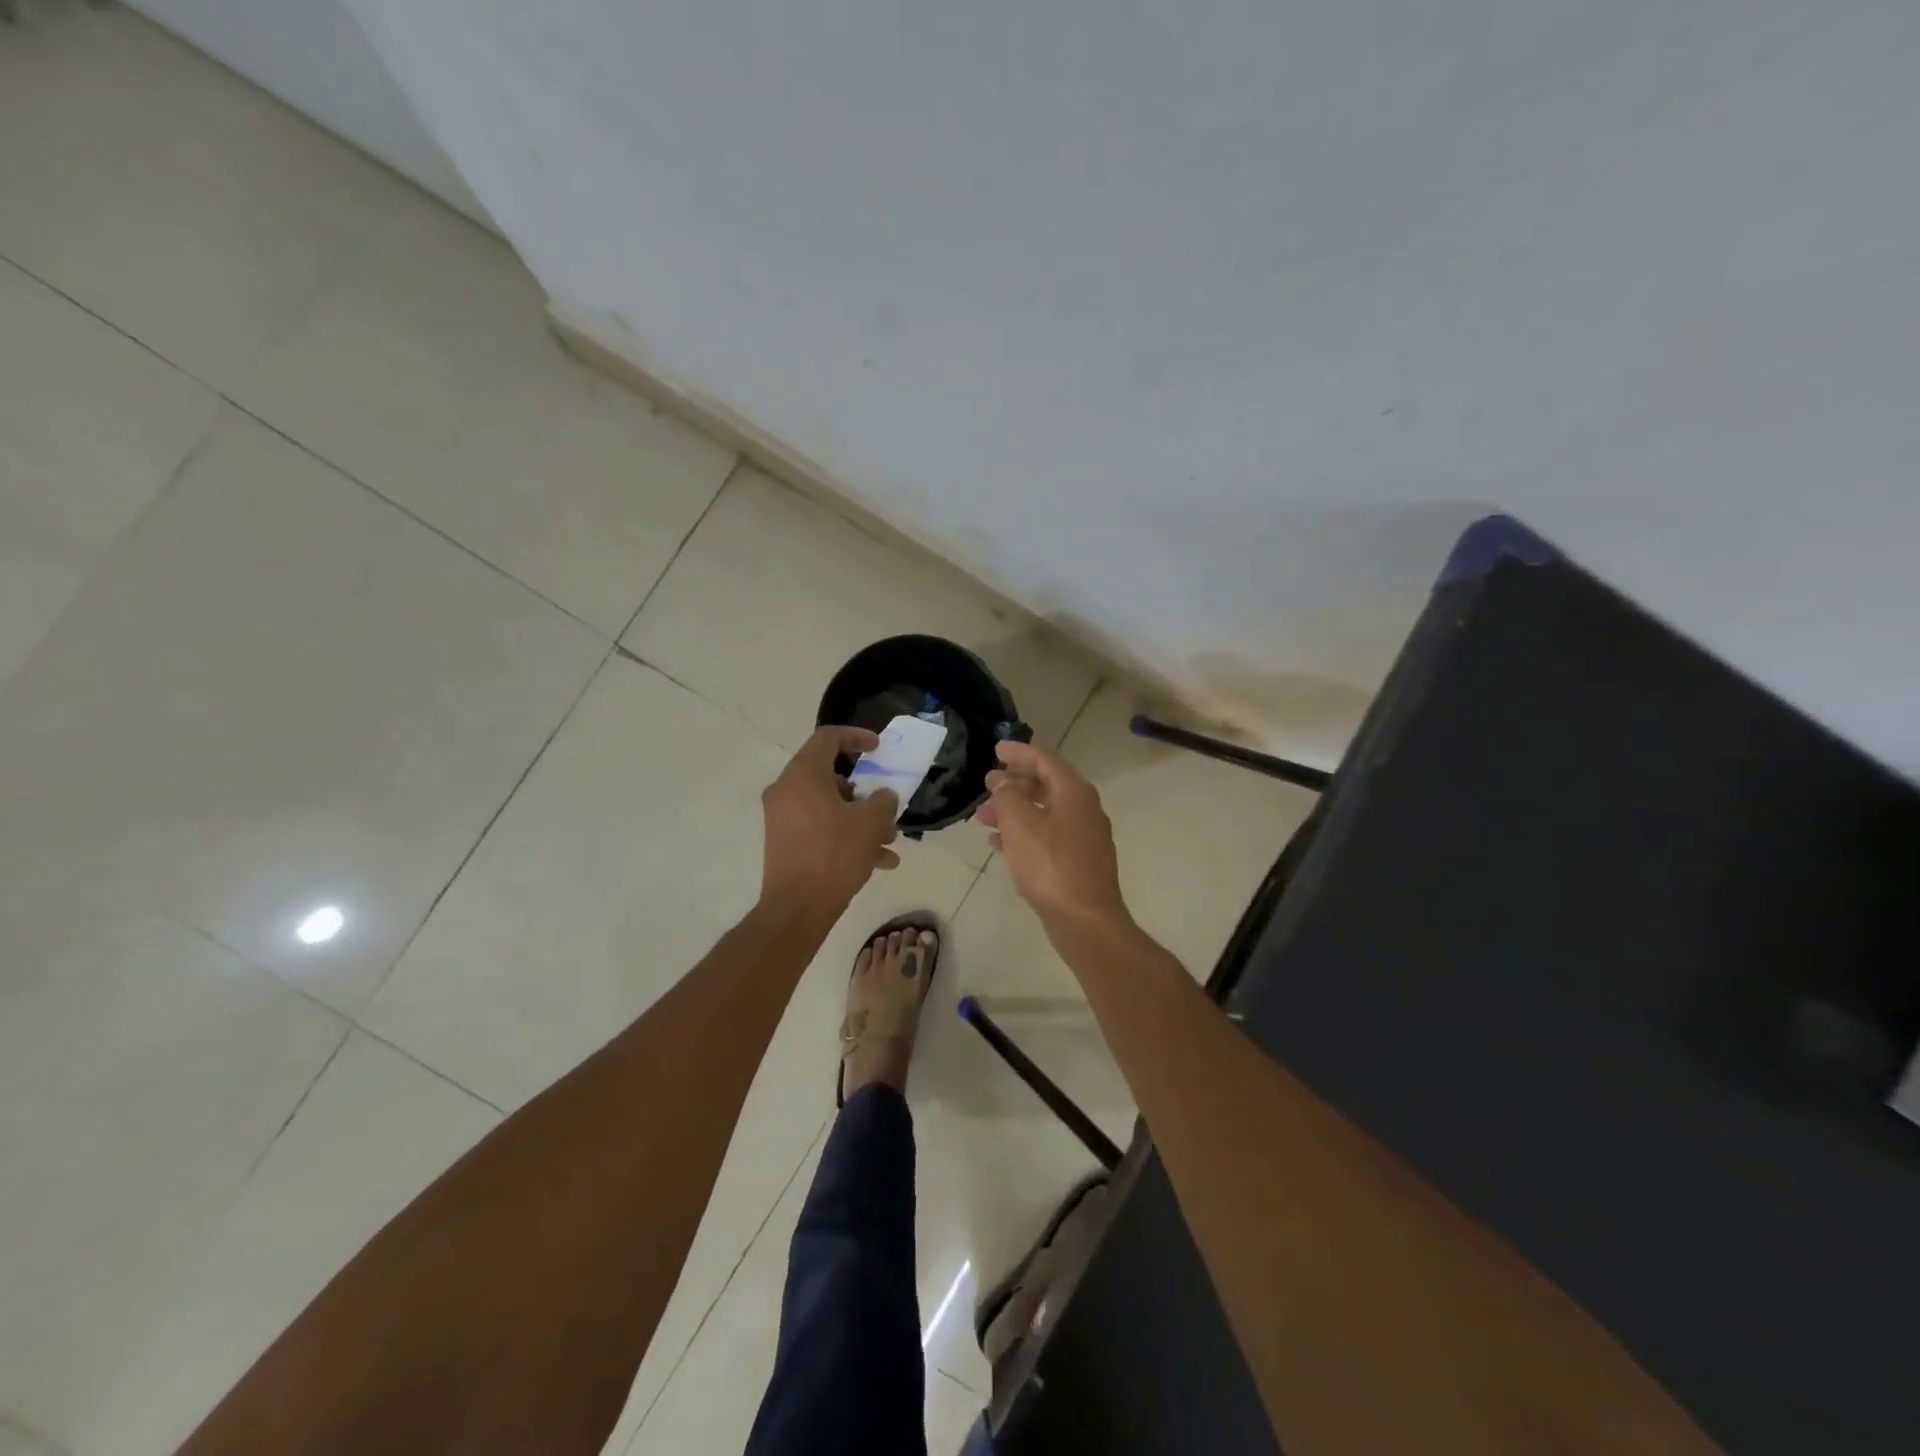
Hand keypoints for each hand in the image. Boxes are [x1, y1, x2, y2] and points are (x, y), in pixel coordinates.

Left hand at [761, 726, 900, 912]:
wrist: (797, 908)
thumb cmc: (834, 854)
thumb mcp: (870, 823)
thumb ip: (883, 801)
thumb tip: (882, 797)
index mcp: (802, 775)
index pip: (827, 738)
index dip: (856, 736)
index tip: (877, 747)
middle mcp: (786, 791)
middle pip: (829, 775)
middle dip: (864, 790)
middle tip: (885, 803)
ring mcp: (783, 818)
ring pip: (828, 805)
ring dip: (860, 818)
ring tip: (889, 840)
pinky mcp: (785, 842)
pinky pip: (820, 828)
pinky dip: (846, 836)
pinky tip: (879, 862)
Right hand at [978, 741, 1129, 928]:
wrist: (1085, 920)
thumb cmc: (1050, 865)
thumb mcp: (1020, 824)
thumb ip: (1007, 796)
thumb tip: (1002, 781)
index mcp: (1074, 793)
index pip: (1045, 760)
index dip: (1019, 753)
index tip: (996, 749)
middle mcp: (1084, 809)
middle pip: (1046, 786)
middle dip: (1014, 784)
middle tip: (987, 783)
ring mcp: (1084, 838)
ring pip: (1044, 813)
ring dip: (1014, 811)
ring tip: (983, 817)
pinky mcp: (1079, 863)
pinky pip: (1047, 837)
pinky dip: (1024, 834)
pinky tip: (999, 845)